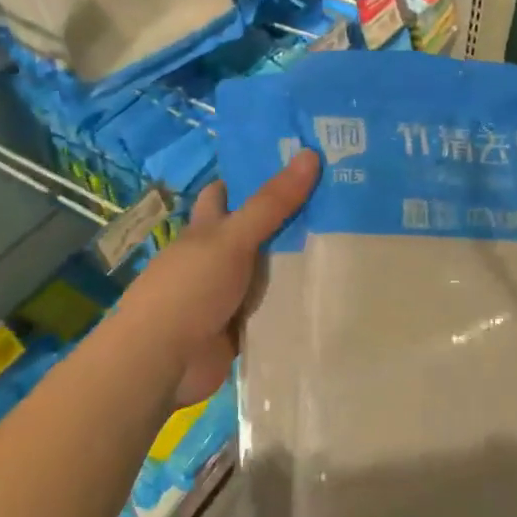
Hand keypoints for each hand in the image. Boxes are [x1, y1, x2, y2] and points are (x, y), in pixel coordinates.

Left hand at [119, 150, 319, 408]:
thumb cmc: (190, 288)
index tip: (294, 166)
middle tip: (341, 203)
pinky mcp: (242, 328)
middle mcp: (216, 258)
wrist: (164, 362)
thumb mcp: (232, 239)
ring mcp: (229, 294)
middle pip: (256, 233)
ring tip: (352, 245)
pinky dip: (296, 305)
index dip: (250, 178)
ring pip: (269, 273)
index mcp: (206, 230)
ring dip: (298, 265)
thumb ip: (271, 203)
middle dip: (289, 220)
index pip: (224, 195)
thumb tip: (310, 153)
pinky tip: (334, 295)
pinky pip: (275, 310)